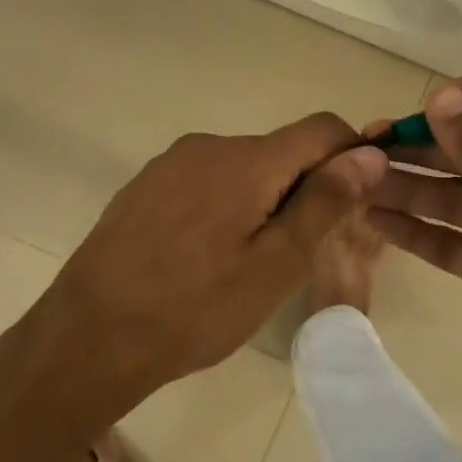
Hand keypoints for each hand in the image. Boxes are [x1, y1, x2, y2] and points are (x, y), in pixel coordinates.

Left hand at [24, 114, 388, 424]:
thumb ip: (324, 203)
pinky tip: (202, 257)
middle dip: (302, 188)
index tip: (353, 204)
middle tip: (294, 256)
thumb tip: (369, 153)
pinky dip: (221, 206)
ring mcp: (169, 164)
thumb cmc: (194, 308)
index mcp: (246, 160)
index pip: (321, 129)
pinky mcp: (144, 185)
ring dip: (260, 200)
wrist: (92, 332)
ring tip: (244, 264)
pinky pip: (202, 181)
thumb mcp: (274, 265)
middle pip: (278, 151)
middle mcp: (207, 146)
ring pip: (239, 168)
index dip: (351, 156)